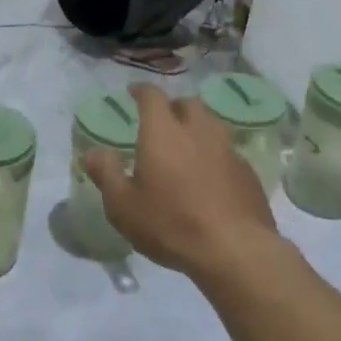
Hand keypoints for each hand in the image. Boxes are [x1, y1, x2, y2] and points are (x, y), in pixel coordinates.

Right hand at [82, 84, 278, 278]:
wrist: (234, 249)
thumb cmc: (171, 224)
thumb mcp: (123, 205)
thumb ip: (106, 173)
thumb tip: (93, 152)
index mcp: (163, 132)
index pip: (152, 96)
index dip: (141, 91)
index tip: (133, 93)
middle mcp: (198, 131)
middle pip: (188, 104)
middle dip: (173, 107)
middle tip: (162, 122)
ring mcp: (227, 150)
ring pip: (212, 125)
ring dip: (197, 128)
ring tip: (186, 147)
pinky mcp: (247, 172)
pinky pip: (227, 151)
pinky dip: (215, 154)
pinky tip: (209, 177)